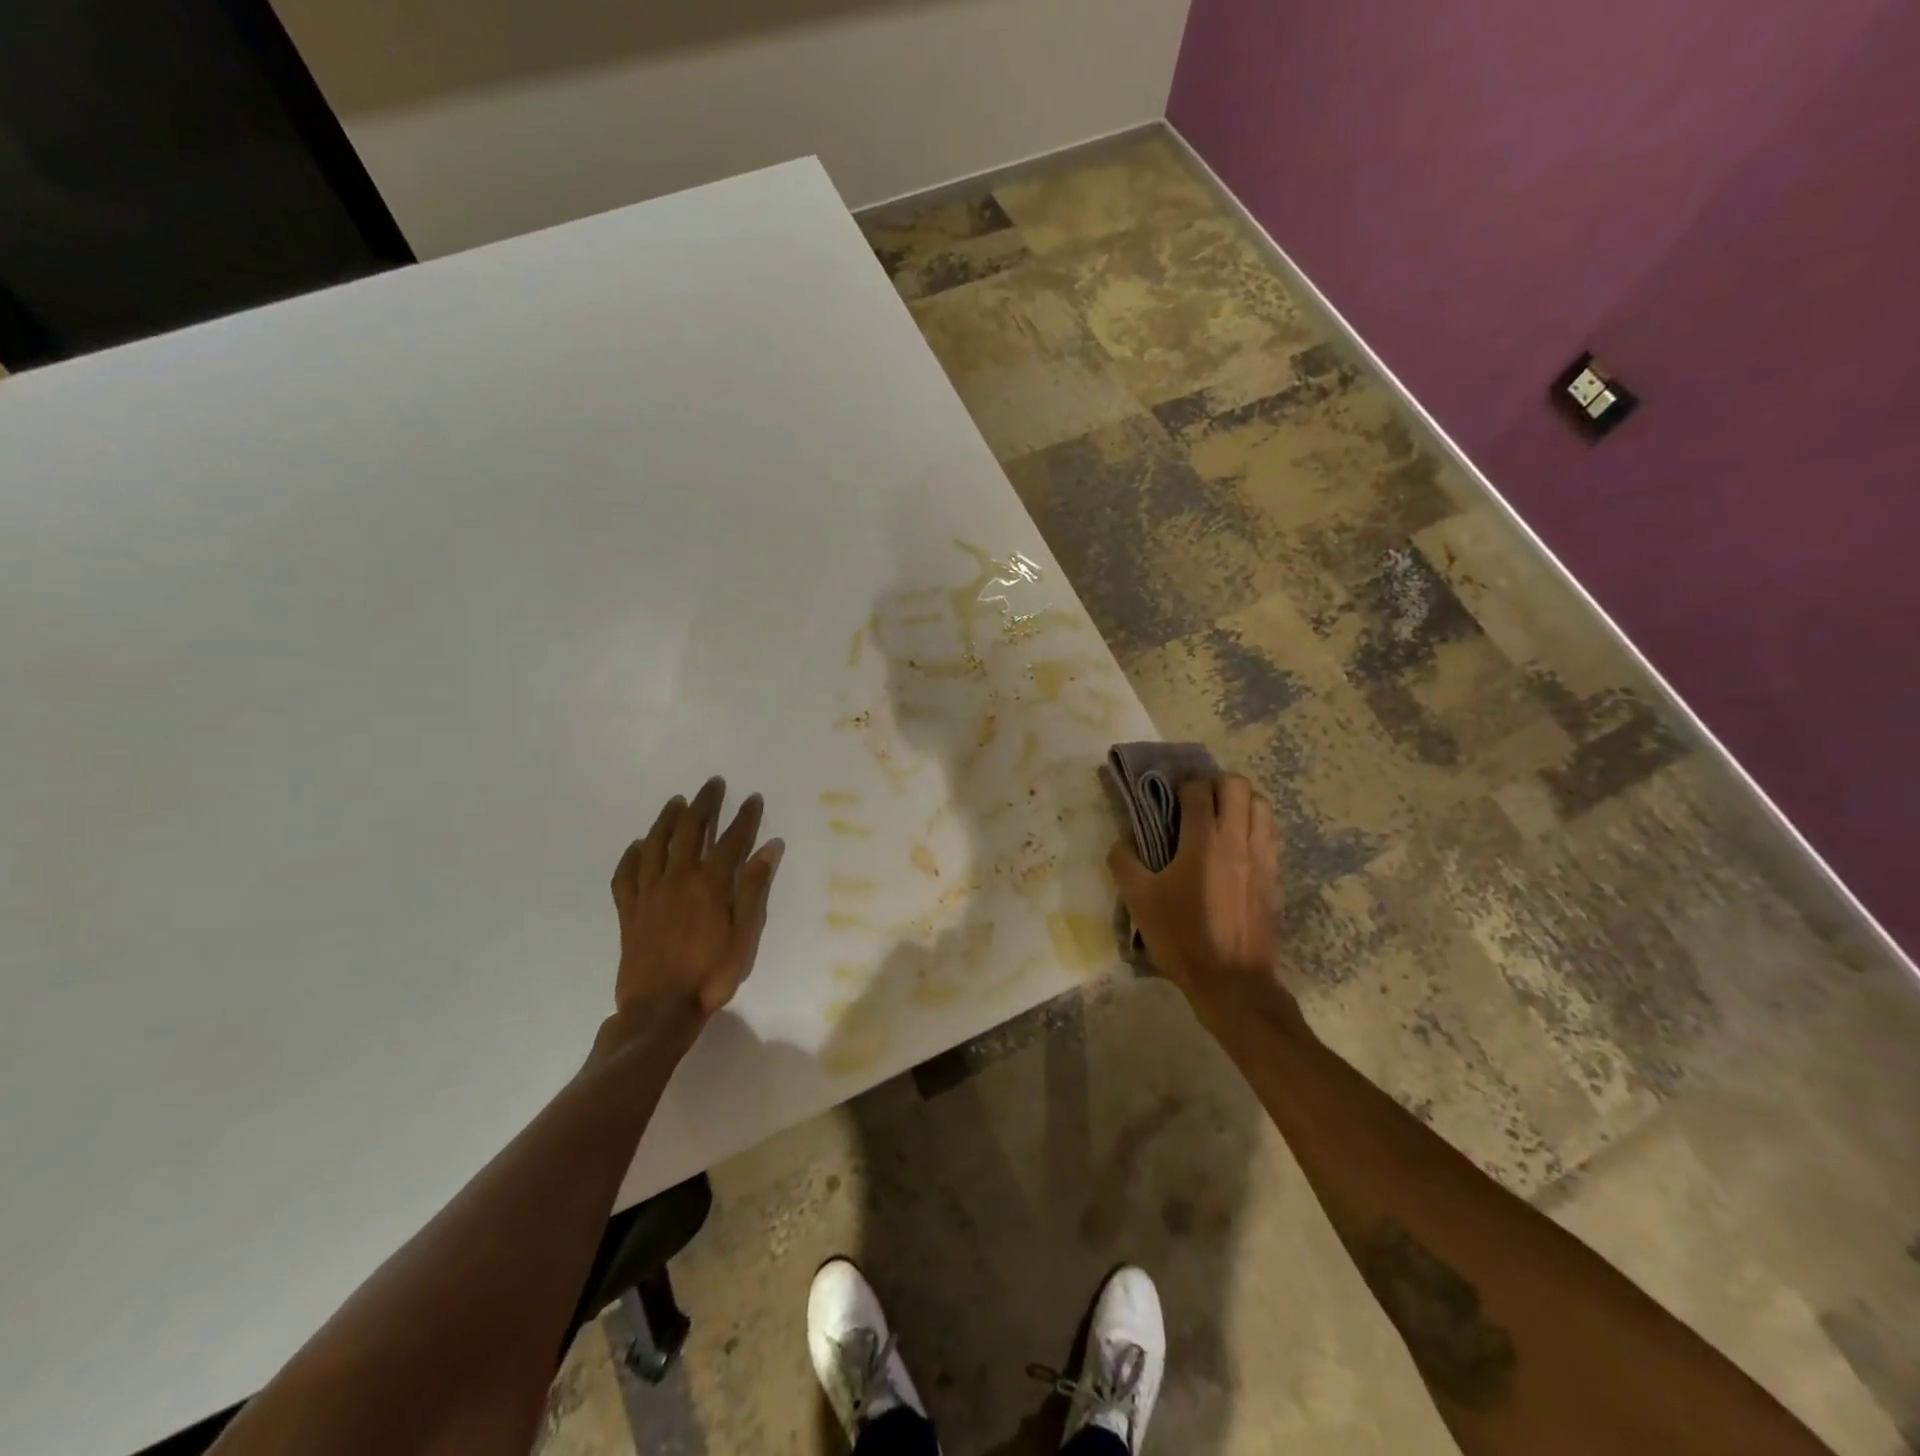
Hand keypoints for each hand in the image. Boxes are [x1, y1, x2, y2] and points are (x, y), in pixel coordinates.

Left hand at [609, 777, 783, 1026]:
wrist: (659, 1010)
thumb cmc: (710, 974)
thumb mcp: (745, 936)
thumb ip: (754, 889)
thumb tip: (769, 848)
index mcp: (710, 884)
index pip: (731, 840)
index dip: (744, 817)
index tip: (752, 798)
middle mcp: (678, 878)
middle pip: (691, 830)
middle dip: (704, 804)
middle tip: (713, 785)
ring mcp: (649, 892)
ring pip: (656, 843)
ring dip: (667, 819)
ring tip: (677, 801)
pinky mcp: (629, 910)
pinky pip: (626, 874)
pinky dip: (632, 855)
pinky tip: (639, 845)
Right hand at [1107, 774, 1287, 1014]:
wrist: (1231, 981)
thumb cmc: (1181, 937)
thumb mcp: (1138, 901)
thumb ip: (1124, 862)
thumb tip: (1122, 840)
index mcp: (1203, 842)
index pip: (1199, 790)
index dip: (1183, 784)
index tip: (1170, 793)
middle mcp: (1237, 841)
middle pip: (1237, 786)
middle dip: (1215, 783)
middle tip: (1196, 800)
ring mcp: (1262, 857)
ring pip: (1261, 804)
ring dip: (1241, 801)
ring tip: (1221, 816)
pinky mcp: (1274, 875)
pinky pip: (1271, 832)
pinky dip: (1256, 824)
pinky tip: (1238, 842)